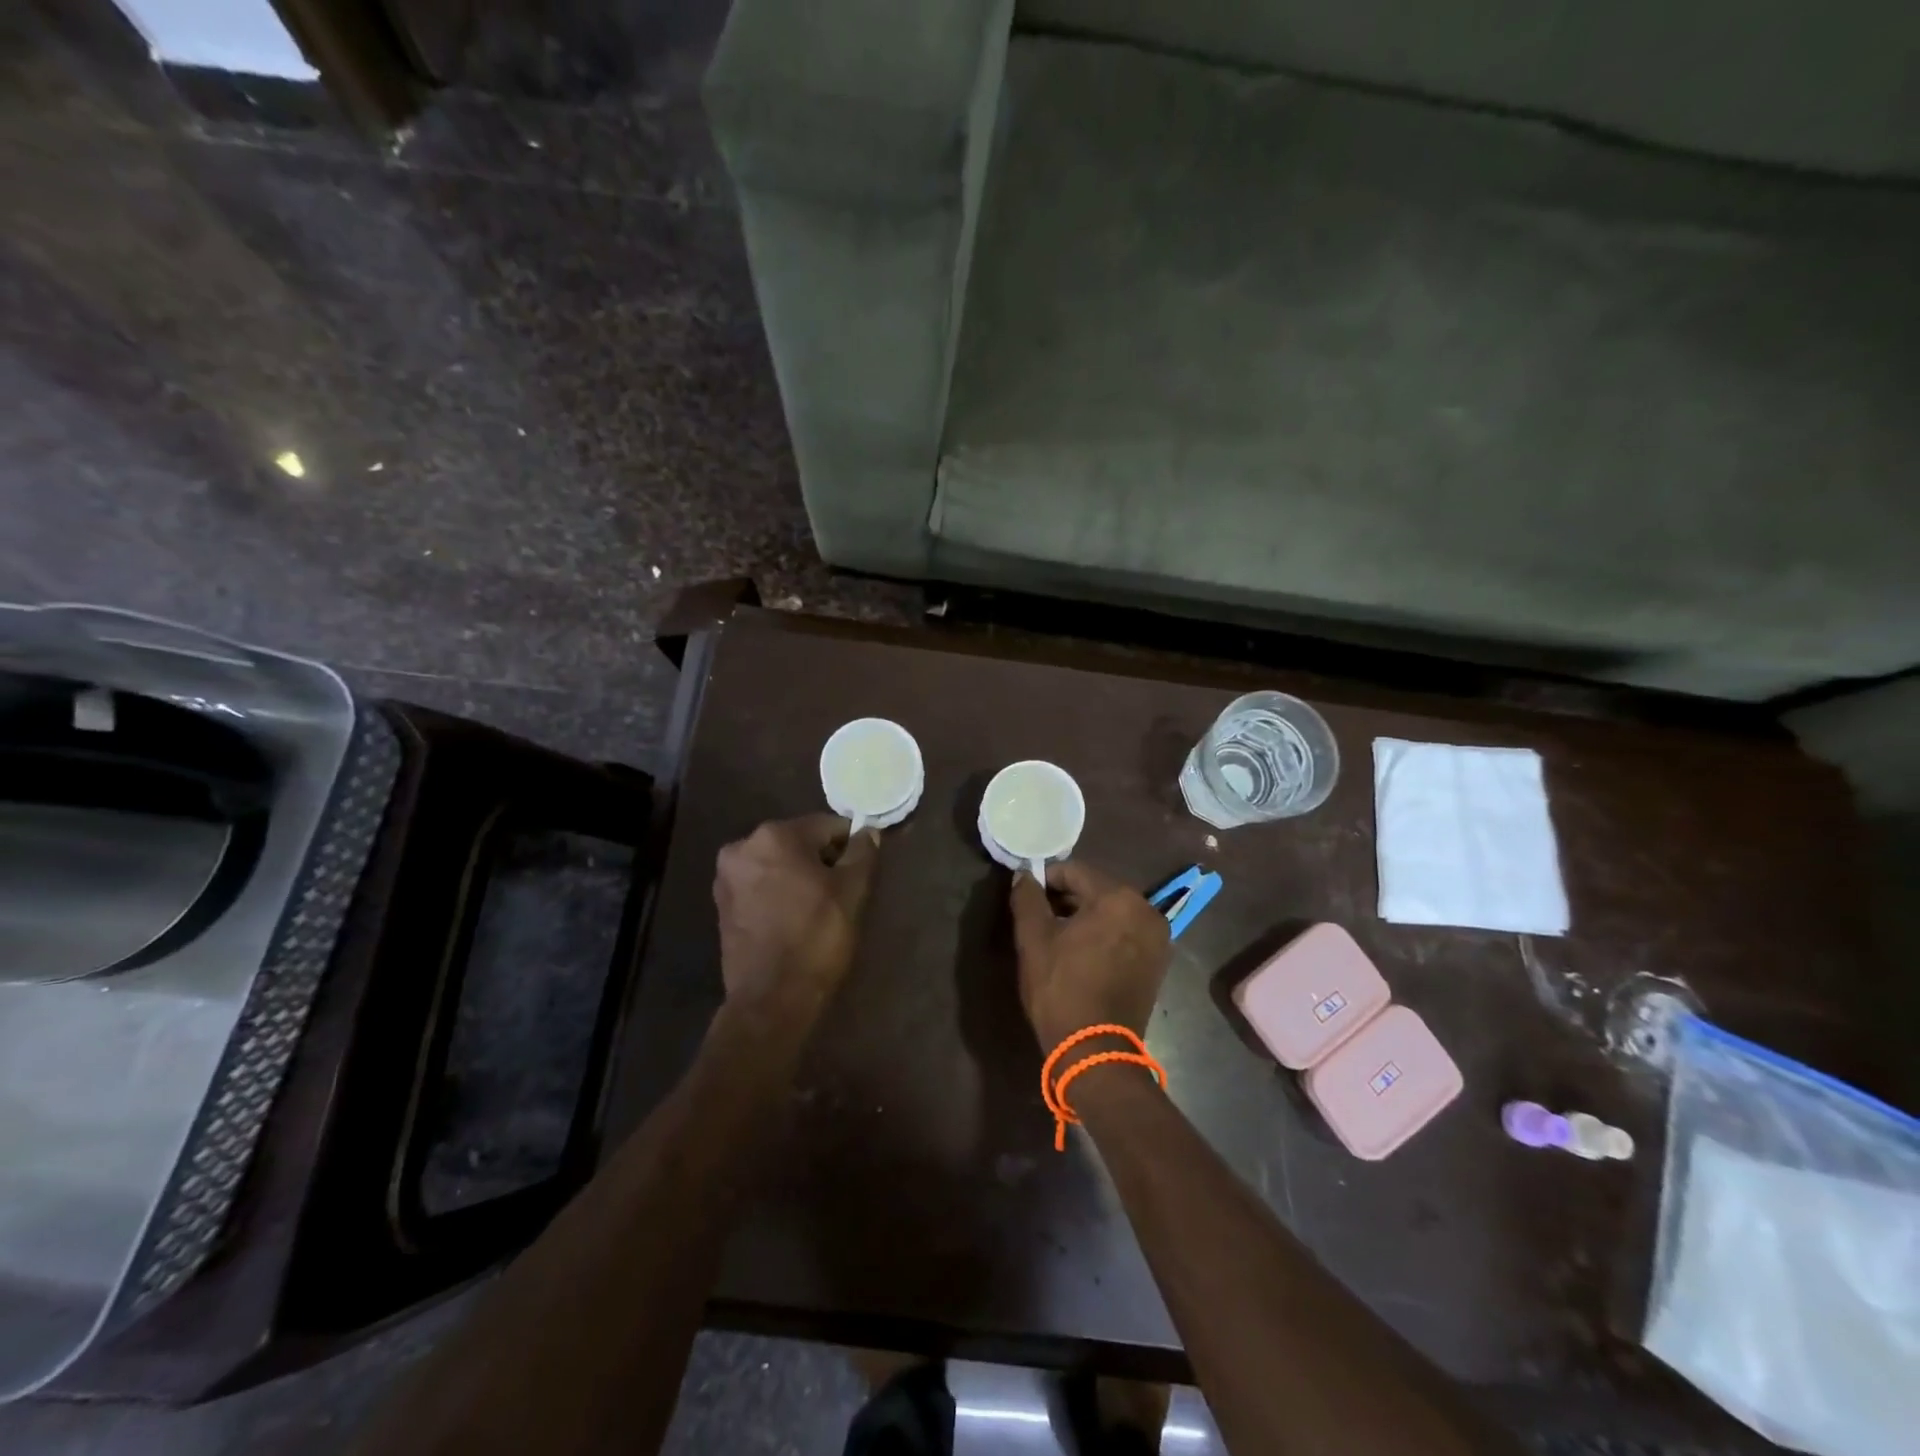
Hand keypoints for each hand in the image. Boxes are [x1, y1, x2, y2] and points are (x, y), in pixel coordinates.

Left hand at [714, 815, 880, 1008]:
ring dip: (799, 877)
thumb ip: (861, 853)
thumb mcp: (852, 891)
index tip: (861, 872)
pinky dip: (779, 894)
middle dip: (822, 861)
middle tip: (841, 893)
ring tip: (818, 910)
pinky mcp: (722, 906)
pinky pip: (761, 886)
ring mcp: (727, 878)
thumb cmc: (816, 937)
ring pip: (779, 864)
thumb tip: (867, 832)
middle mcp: (743, 847)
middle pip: (799, 842)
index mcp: (774, 835)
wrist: (771, 999)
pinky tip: (794, 920)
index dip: (850, 846)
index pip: (827, 826)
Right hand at [1009, 860, 1171, 1051]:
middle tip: (1039, 918)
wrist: (1095, 1051)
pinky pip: (1126, 934)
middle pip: (1097, 890)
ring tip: (1058, 938)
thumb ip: (1027, 898)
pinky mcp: (1158, 963)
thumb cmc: (1061, 989)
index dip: (1046, 879)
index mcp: (1119, 898)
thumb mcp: (1033, 939)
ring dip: (1086, 918)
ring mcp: (1158, 938)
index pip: (1075, 872)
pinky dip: (1105, 935)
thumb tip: (1024, 874)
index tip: (1027, 897)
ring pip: (1112, 913)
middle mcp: (1146, 910)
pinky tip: (1082, 954)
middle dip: (1067, 899)